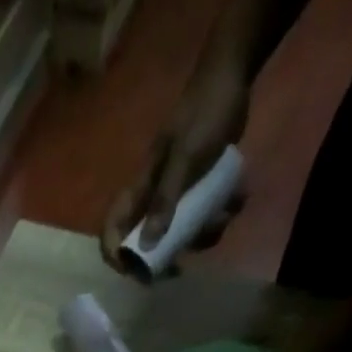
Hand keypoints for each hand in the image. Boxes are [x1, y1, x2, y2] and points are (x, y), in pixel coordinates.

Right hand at [101, 57, 248, 271]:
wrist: (232, 77)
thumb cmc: (203, 114)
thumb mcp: (184, 159)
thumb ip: (165, 200)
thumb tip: (147, 245)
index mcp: (140, 190)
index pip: (113, 229)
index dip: (116, 255)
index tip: (134, 274)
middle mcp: (153, 198)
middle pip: (146, 243)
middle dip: (167, 256)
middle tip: (182, 267)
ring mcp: (176, 195)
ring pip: (180, 233)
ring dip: (203, 234)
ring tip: (224, 216)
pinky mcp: (197, 190)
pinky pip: (203, 217)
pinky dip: (221, 215)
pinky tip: (238, 199)